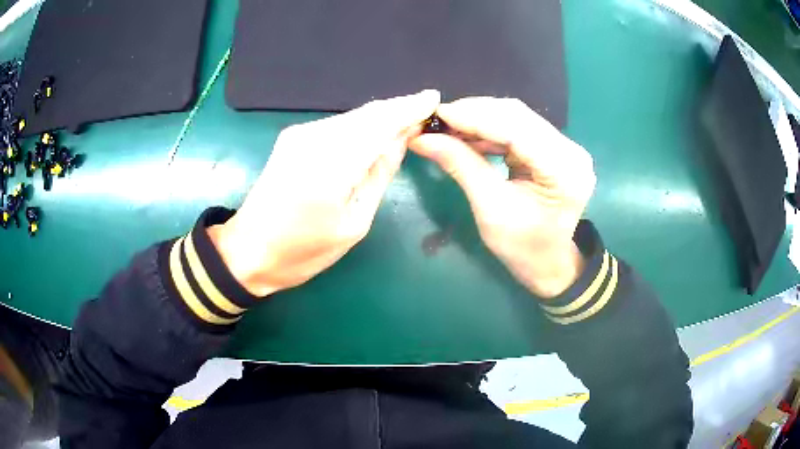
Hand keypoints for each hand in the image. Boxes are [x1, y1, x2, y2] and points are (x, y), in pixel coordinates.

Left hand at [209, 90, 440, 296]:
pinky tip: (372, 135)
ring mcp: (299, 135)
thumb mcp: (354, 223)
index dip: (409, 108)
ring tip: (404, 124)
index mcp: (331, 165)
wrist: (249, 250)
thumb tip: (400, 140)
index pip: (380, 123)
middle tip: (424, 113)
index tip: (433, 98)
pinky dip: (360, 126)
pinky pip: (337, 125)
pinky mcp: (292, 137)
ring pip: (352, 117)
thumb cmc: (303, 250)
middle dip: (398, 110)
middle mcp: (313, 139)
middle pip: (367, 113)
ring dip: (379, 118)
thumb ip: (379, 175)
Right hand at [409, 98, 595, 298]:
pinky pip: (517, 128)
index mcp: (563, 171)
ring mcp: (564, 147)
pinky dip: (489, 130)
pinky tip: (466, 135)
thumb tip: (422, 138)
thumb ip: (460, 166)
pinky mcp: (553, 147)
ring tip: (446, 127)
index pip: (516, 129)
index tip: (437, 114)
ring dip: (479, 119)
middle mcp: (570, 151)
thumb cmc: (523, 247)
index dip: (475, 117)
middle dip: (474, 114)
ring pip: (516, 117)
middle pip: (517, 116)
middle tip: (437, 120)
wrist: (548, 263)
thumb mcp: (489, 209)